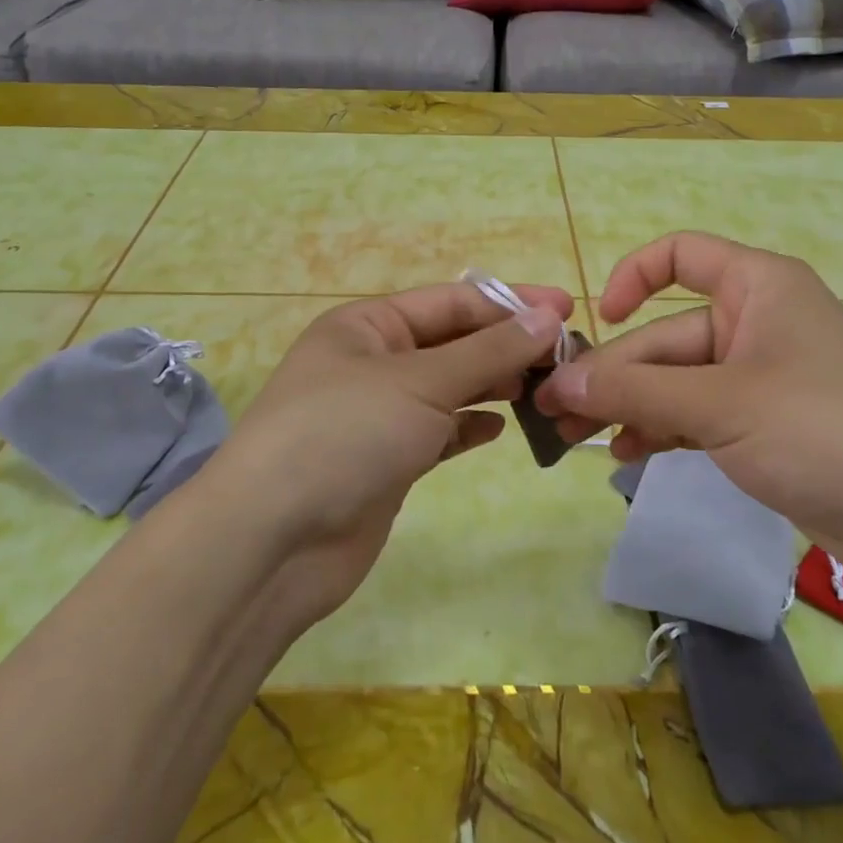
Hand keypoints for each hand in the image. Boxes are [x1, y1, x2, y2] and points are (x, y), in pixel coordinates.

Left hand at [204, 281, 570, 628]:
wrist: (274, 541)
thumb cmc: (344, 434)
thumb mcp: (420, 382)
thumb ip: (488, 350)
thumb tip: (548, 316)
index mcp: (367, 325)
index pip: (451, 301)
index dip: (510, 303)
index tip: (568, 310)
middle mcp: (372, 362)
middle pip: (453, 343)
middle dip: (507, 346)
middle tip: (568, 357)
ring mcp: (379, 414)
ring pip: (450, 388)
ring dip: (494, 385)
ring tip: (545, 389)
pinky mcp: (388, 461)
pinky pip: (439, 431)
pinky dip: (469, 426)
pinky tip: (502, 428)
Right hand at [535, 232, 842, 595]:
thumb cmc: (822, 433)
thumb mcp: (719, 404)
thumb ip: (635, 389)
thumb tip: (560, 378)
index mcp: (758, 287)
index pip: (681, 254)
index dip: (632, 277)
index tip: (598, 320)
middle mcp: (755, 321)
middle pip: (666, 334)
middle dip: (613, 372)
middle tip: (554, 411)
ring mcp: (757, 376)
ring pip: (674, 379)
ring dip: (627, 405)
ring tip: (576, 439)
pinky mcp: (759, 424)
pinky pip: (694, 414)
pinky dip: (660, 429)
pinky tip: (625, 455)